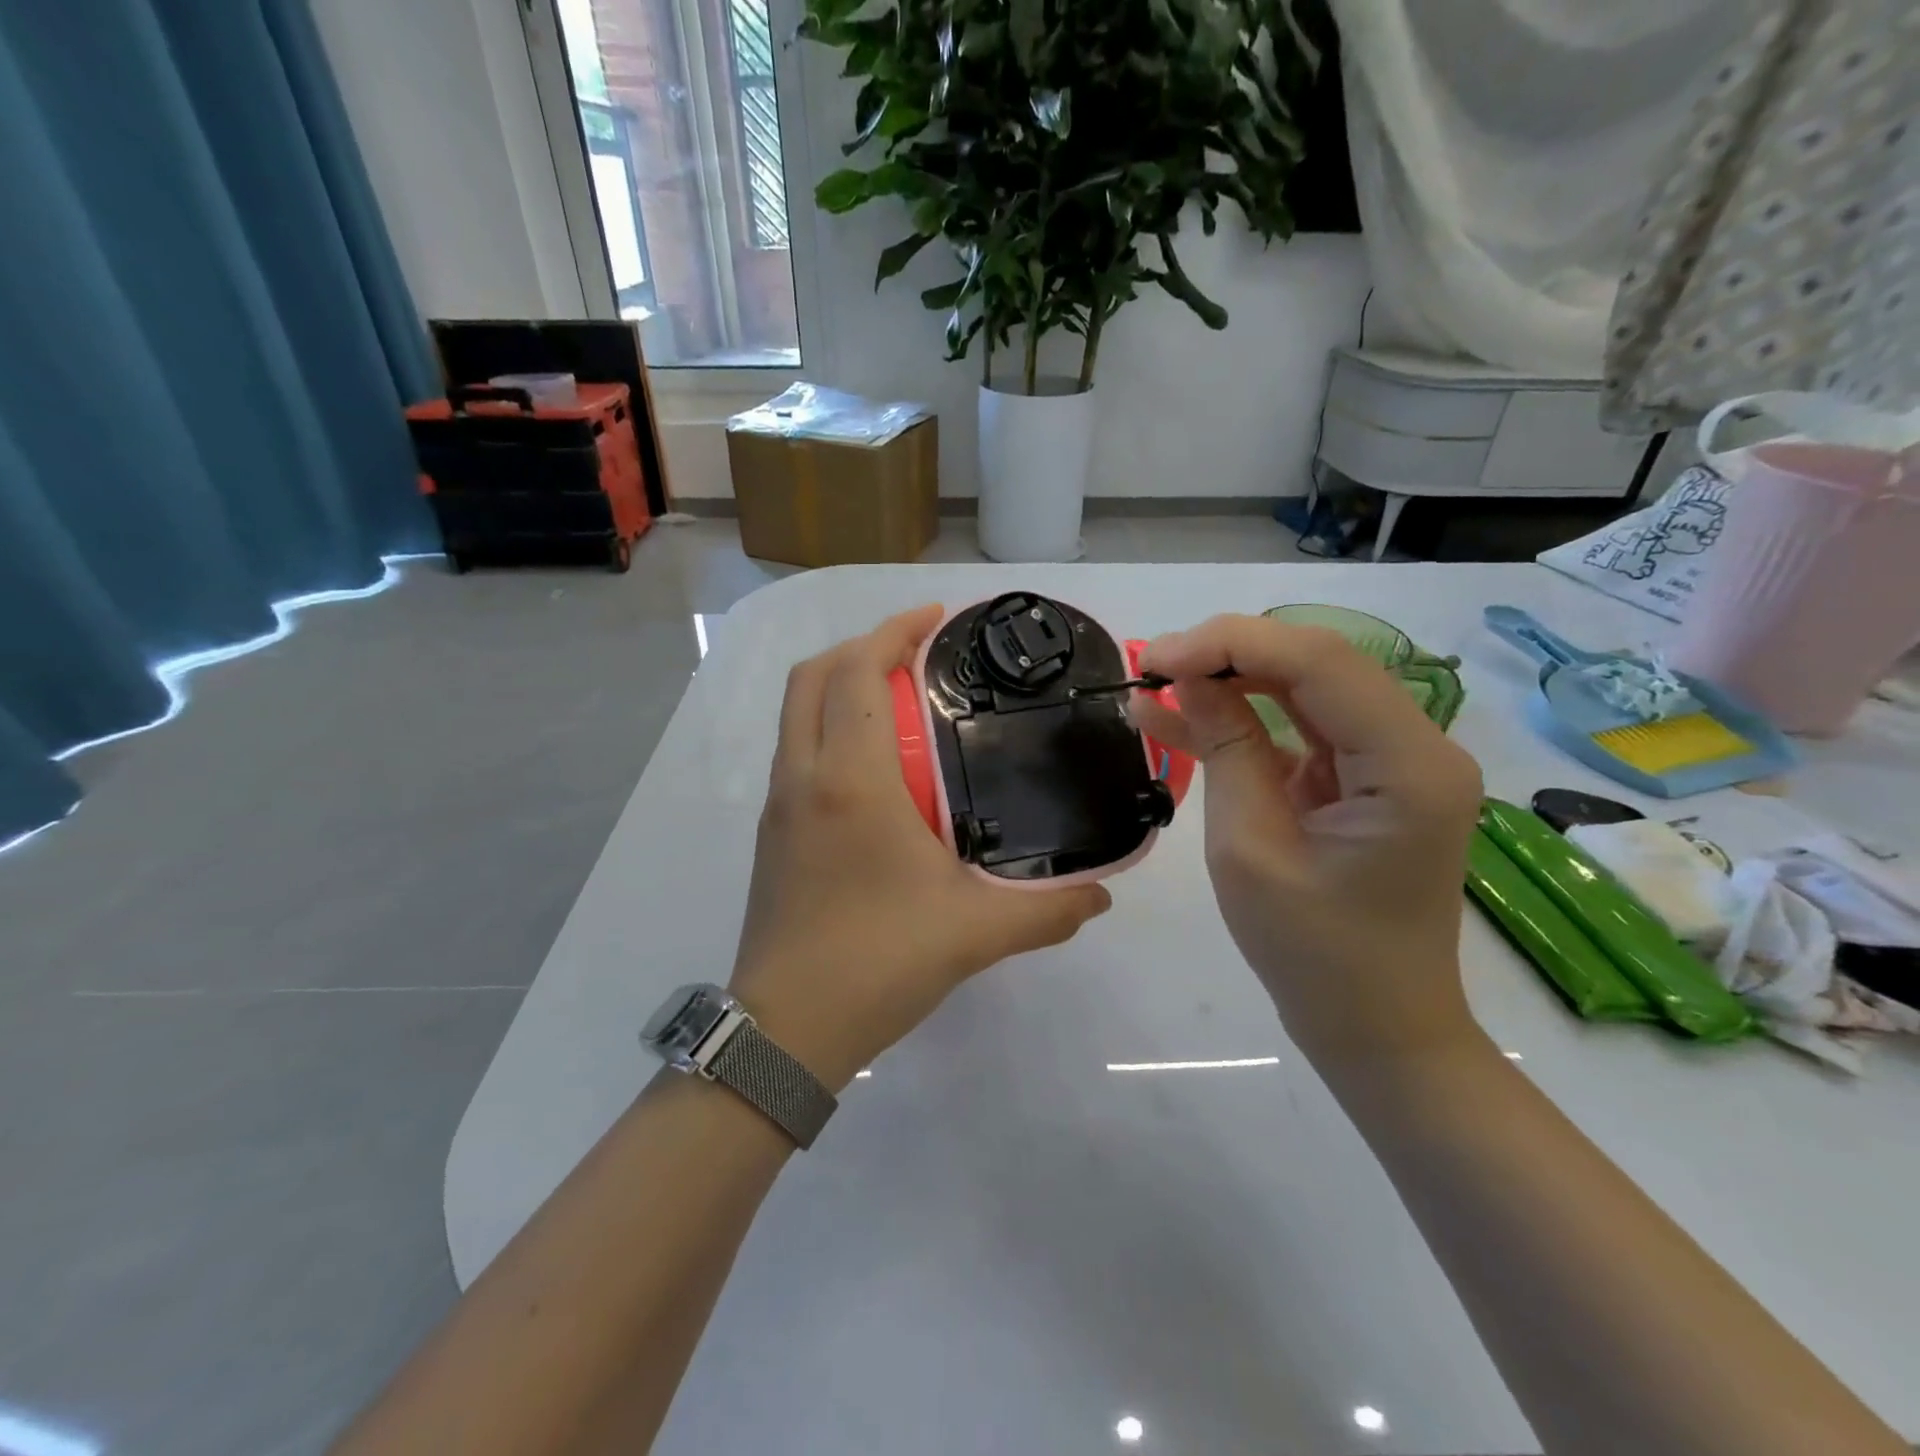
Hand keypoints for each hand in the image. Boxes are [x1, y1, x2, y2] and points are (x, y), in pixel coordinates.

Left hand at [730, 605, 1111, 1089]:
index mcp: (850, 780)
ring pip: (796, 714)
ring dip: (839, 687)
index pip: (857, 673)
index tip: (935, 618)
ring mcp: (778, 805)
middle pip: (813, 677)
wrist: (786, 1031)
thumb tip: (1103, 896)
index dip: (892, 631)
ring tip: (900, 700)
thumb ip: (1048, 911)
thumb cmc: (877, 963)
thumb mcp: (975, 933)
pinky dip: (829, 728)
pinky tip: (875, 768)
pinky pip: (795, 752)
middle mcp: (803, 777)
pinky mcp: (770, 833)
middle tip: (916, 653)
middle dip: (860, 647)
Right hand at [1130, 616, 1483, 1068]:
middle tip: (1150, 668)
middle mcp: (1418, 746)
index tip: (1156, 658)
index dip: (1231, 643)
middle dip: (1228, 655)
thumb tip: (1187, 677)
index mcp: (1408, 766)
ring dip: (1230, 682)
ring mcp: (1395, 761)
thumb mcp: (1249, 847)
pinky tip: (1180, 719)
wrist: (1374, 1027)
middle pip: (1316, 664)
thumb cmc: (1312, 954)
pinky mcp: (1367, 779)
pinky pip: (1301, 729)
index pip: (1319, 661)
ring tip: (1154, 686)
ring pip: (1304, 689)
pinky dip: (1244, 721)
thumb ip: (1225, 747)